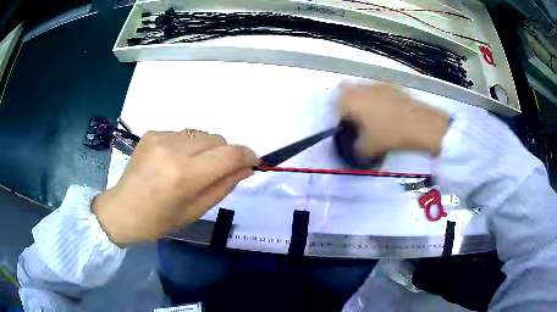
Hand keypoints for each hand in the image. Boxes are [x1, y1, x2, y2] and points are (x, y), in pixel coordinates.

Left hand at [92, 130, 258, 246]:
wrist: (122, 210)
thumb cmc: (159, 220)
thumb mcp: (196, 210)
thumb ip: (224, 186)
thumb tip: (247, 168)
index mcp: (185, 175)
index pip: (229, 154)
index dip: (247, 155)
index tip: (253, 162)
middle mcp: (174, 149)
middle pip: (217, 138)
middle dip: (224, 154)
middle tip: (215, 172)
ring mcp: (160, 137)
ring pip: (201, 134)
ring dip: (205, 149)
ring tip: (191, 168)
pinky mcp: (152, 132)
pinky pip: (183, 134)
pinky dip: (187, 146)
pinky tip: (173, 162)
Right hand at [338, 83, 449, 155]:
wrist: (422, 124)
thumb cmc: (391, 134)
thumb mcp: (369, 148)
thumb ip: (357, 149)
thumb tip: (356, 150)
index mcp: (351, 100)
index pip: (335, 106)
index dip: (338, 119)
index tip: (345, 130)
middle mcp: (362, 87)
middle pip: (346, 91)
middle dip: (347, 103)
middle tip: (354, 120)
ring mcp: (378, 84)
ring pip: (363, 89)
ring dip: (362, 99)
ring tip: (372, 117)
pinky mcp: (393, 86)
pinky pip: (378, 90)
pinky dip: (378, 98)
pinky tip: (387, 111)